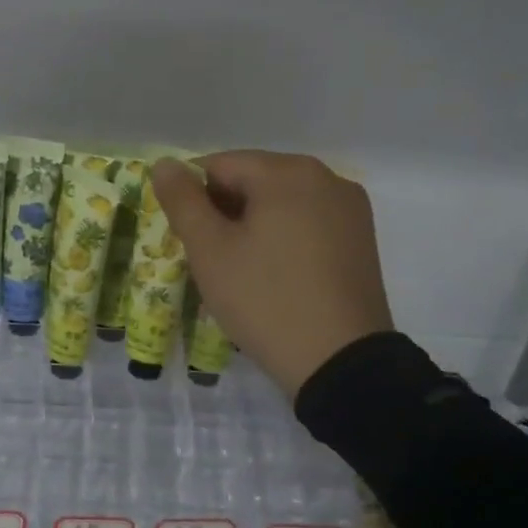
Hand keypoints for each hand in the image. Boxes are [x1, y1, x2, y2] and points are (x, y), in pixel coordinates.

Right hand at [151, 151, 392, 398]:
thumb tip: (165, 164)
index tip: (186, 238)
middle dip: (224, 212)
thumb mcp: (210, 250)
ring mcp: (350, 209)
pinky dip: (282, 239)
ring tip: (241, 271)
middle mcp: (326, 177)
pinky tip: (274, 275)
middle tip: (210, 259)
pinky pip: (307, 223)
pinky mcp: (362, 239)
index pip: (219, 165)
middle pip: (253, 180)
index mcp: (287, 172)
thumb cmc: (266, 299)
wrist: (340, 363)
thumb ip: (182, 201)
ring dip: (252, 226)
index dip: (192, 198)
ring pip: (281, 203)